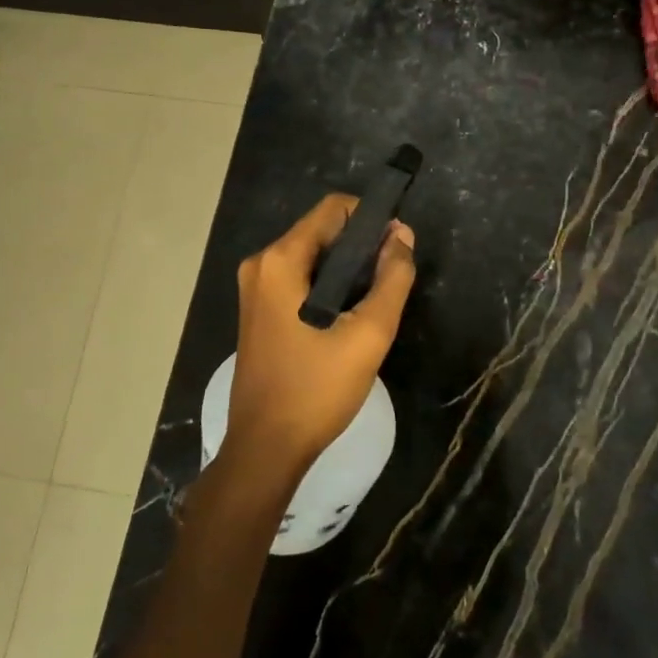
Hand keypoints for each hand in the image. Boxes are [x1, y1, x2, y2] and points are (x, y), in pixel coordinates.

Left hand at [225, 194, 416, 475]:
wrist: (266, 449)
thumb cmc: (316, 390)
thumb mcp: (368, 334)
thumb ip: (392, 279)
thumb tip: (402, 235)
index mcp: (280, 260)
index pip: (333, 209)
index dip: (371, 218)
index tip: (398, 247)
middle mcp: (261, 264)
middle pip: (322, 231)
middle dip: (361, 246)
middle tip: (391, 280)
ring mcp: (256, 288)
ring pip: (314, 256)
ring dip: (348, 269)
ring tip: (374, 302)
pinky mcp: (259, 310)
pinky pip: (301, 279)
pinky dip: (329, 286)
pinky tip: (349, 316)